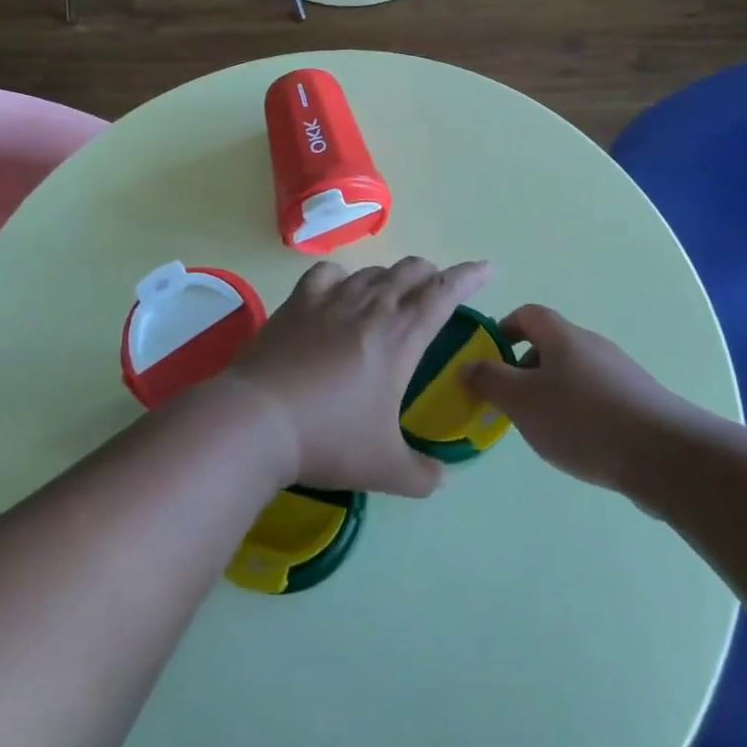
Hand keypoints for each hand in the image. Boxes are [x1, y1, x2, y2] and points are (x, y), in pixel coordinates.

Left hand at [224, 257, 492, 497]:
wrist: (259, 420)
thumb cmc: (329, 439)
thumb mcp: (384, 468)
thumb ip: (421, 474)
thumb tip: (442, 478)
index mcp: (401, 336)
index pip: (445, 292)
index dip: (469, 276)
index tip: (487, 268)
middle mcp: (372, 306)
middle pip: (411, 272)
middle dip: (432, 275)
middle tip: (437, 291)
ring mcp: (332, 298)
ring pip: (373, 271)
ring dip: (391, 277)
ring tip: (391, 295)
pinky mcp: (298, 301)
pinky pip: (327, 273)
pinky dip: (342, 277)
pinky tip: (339, 290)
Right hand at [464, 304, 682, 491]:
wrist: (664, 455)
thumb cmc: (582, 419)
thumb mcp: (522, 401)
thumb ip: (490, 381)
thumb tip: (467, 364)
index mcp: (561, 335)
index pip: (527, 314)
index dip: (503, 330)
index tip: (488, 360)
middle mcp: (591, 344)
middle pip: (549, 344)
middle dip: (524, 370)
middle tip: (511, 404)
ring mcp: (618, 371)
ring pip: (572, 373)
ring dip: (551, 393)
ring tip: (543, 430)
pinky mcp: (638, 400)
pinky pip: (596, 396)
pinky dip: (579, 411)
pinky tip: (580, 444)